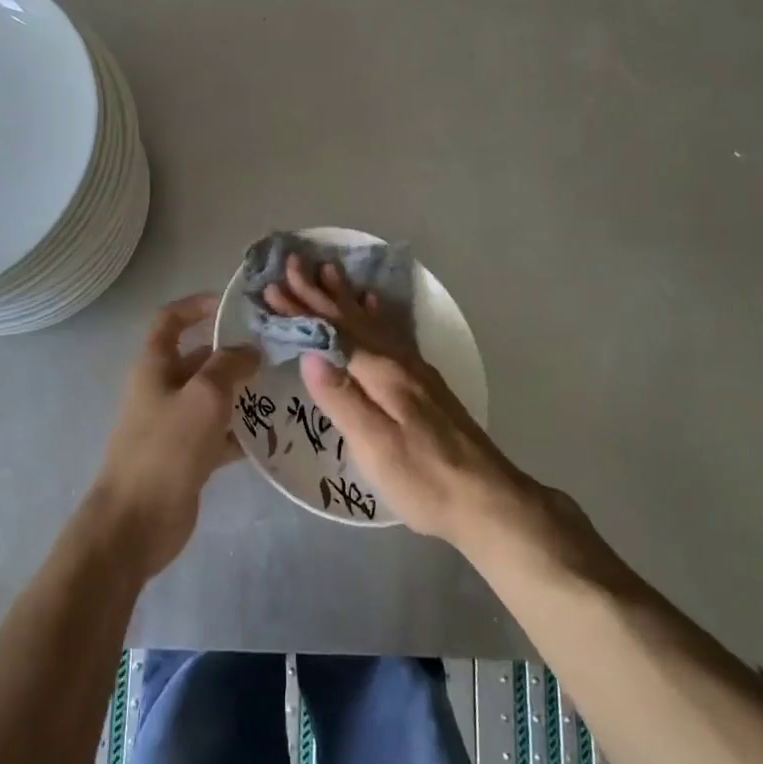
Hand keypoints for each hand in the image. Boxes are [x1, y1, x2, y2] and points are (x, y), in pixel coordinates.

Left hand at [88, 294, 259, 578]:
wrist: (135, 523)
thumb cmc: (166, 448)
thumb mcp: (203, 396)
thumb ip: (228, 365)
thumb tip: (249, 349)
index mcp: (154, 365)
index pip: (171, 320)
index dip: (197, 305)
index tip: (233, 306)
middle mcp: (162, 388)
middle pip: (198, 358)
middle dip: (233, 352)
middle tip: (276, 350)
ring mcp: (173, 424)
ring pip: (211, 397)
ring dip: (242, 392)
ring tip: (283, 387)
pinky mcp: (187, 456)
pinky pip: (218, 433)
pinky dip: (241, 432)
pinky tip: (273, 433)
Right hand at [265, 257, 532, 547]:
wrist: (489, 500)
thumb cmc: (425, 480)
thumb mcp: (376, 446)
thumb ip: (342, 399)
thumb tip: (310, 352)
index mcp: (381, 374)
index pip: (332, 333)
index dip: (301, 311)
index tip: (273, 288)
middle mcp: (398, 362)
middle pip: (351, 320)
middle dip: (318, 293)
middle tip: (293, 264)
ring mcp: (415, 370)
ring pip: (372, 322)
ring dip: (346, 297)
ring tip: (329, 270)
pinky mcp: (425, 383)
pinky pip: (393, 333)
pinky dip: (378, 314)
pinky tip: (375, 305)